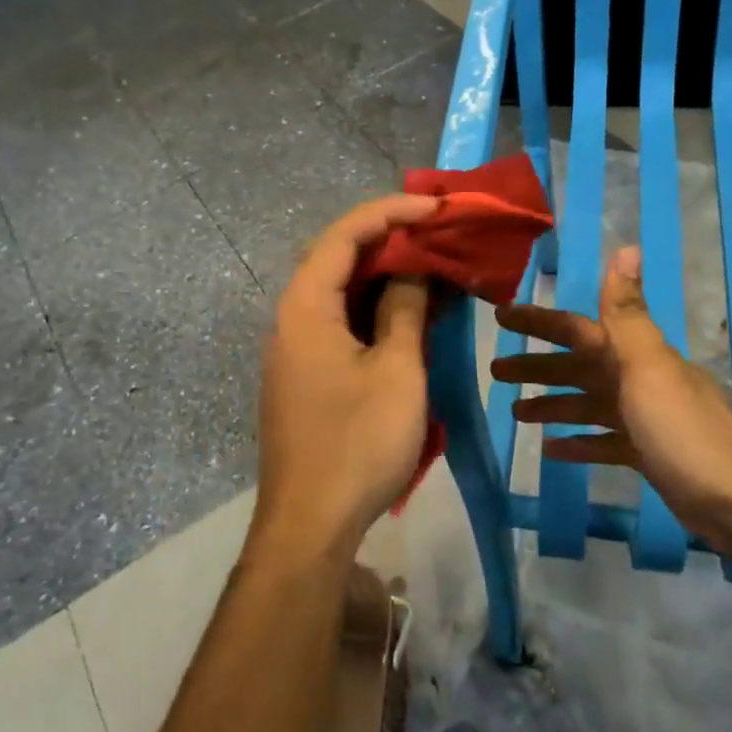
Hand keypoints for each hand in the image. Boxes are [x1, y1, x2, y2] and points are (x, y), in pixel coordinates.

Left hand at [252, 194, 440, 566]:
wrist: (311, 523)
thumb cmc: (357, 443)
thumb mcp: (396, 370)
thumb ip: (404, 310)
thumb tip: (412, 271)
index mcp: (305, 306)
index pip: (345, 235)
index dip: (391, 211)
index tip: (437, 208)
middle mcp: (292, 319)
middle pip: (338, 258)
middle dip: (389, 240)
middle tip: (439, 234)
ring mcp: (296, 349)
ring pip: (341, 293)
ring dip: (385, 277)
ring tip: (433, 268)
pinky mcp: (306, 376)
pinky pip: (341, 324)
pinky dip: (375, 312)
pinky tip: (411, 316)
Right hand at [493, 246, 731, 564]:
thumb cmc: (685, 433)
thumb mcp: (650, 370)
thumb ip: (628, 315)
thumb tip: (627, 248)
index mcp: (635, 356)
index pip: (577, 329)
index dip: (539, 321)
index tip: (500, 315)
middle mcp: (639, 380)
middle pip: (578, 366)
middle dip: (537, 365)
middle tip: (495, 371)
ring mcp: (645, 419)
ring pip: (588, 404)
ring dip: (552, 404)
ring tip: (515, 413)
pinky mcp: (649, 455)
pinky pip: (605, 442)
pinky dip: (579, 442)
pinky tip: (552, 450)